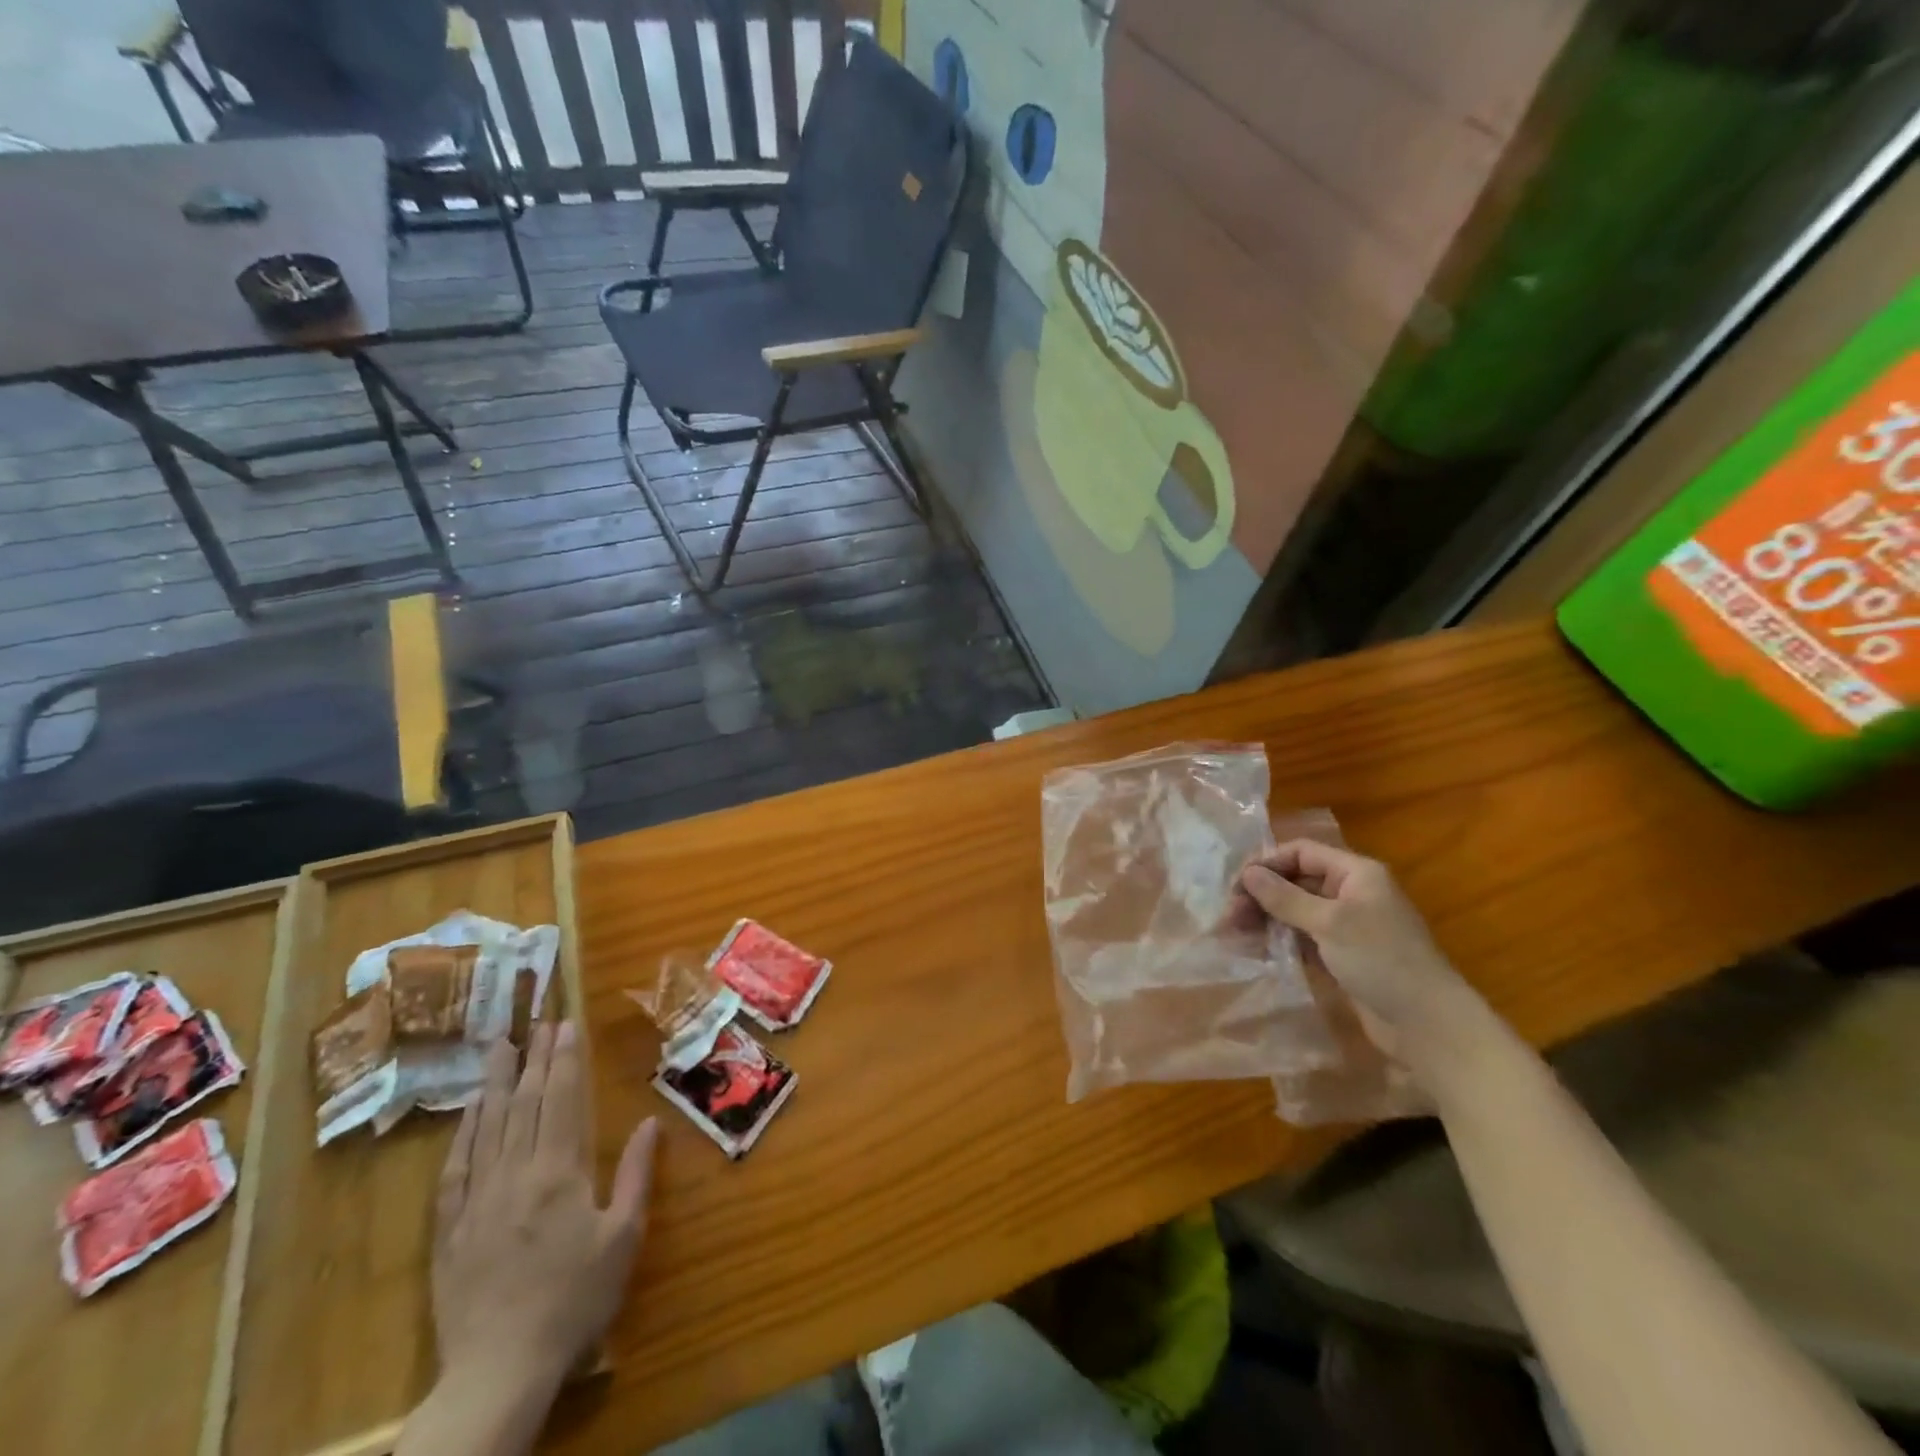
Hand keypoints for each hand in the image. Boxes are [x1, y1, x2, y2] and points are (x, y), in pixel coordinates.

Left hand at [432, 1022, 656, 1403]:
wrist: (499, 1370)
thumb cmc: (574, 1300)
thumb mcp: (622, 1238)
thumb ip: (634, 1175)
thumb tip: (649, 1122)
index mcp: (561, 1172)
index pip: (564, 1100)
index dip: (566, 1059)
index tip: (567, 1024)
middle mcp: (516, 1173)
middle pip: (528, 1102)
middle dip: (537, 1057)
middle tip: (540, 1020)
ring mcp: (477, 1198)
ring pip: (489, 1125)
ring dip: (498, 1081)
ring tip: (502, 1044)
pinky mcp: (449, 1227)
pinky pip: (455, 1167)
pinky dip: (464, 1131)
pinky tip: (470, 1108)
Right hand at [1234, 840, 1489, 1076]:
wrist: (1428, 1025)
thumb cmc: (1382, 960)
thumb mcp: (1329, 923)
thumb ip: (1285, 897)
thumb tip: (1247, 873)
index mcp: (1356, 873)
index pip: (1301, 853)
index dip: (1267, 863)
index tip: (1235, 885)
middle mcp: (1350, 893)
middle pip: (1295, 881)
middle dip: (1260, 895)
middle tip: (1228, 916)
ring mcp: (1346, 926)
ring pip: (1294, 911)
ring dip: (1264, 919)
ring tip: (1233, 934)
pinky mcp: (1341, 956)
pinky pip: (1301, 938)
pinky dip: (1278, 940)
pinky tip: (1254, 949)